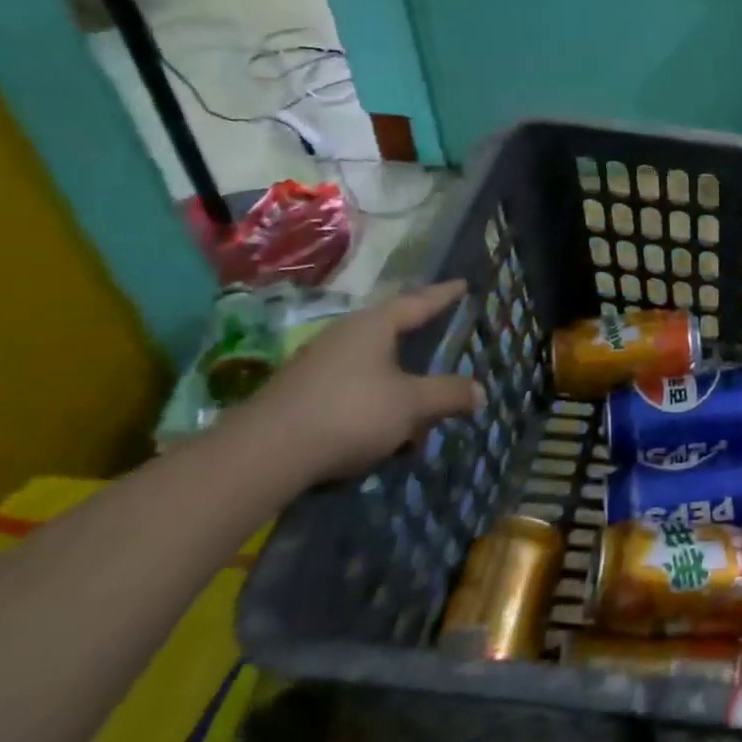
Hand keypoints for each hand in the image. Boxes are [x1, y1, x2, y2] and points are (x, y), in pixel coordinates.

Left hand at [240, 281, 480, 485]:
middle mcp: (344, 337)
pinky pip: (352, 391)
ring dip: (398, 387)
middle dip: (419, 345)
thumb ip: (448, 394)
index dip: (443, 295)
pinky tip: (383, 435)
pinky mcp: (300, 396)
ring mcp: (317, 366)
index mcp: (373, 326)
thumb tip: (480, 391)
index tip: (462, 284)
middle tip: (442, 341)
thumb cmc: (350, 413)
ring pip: (372, 368)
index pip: (418, 302)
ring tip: (418, 411)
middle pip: (391, 334)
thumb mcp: (412, 404)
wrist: (262, 457)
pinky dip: (374, 406)